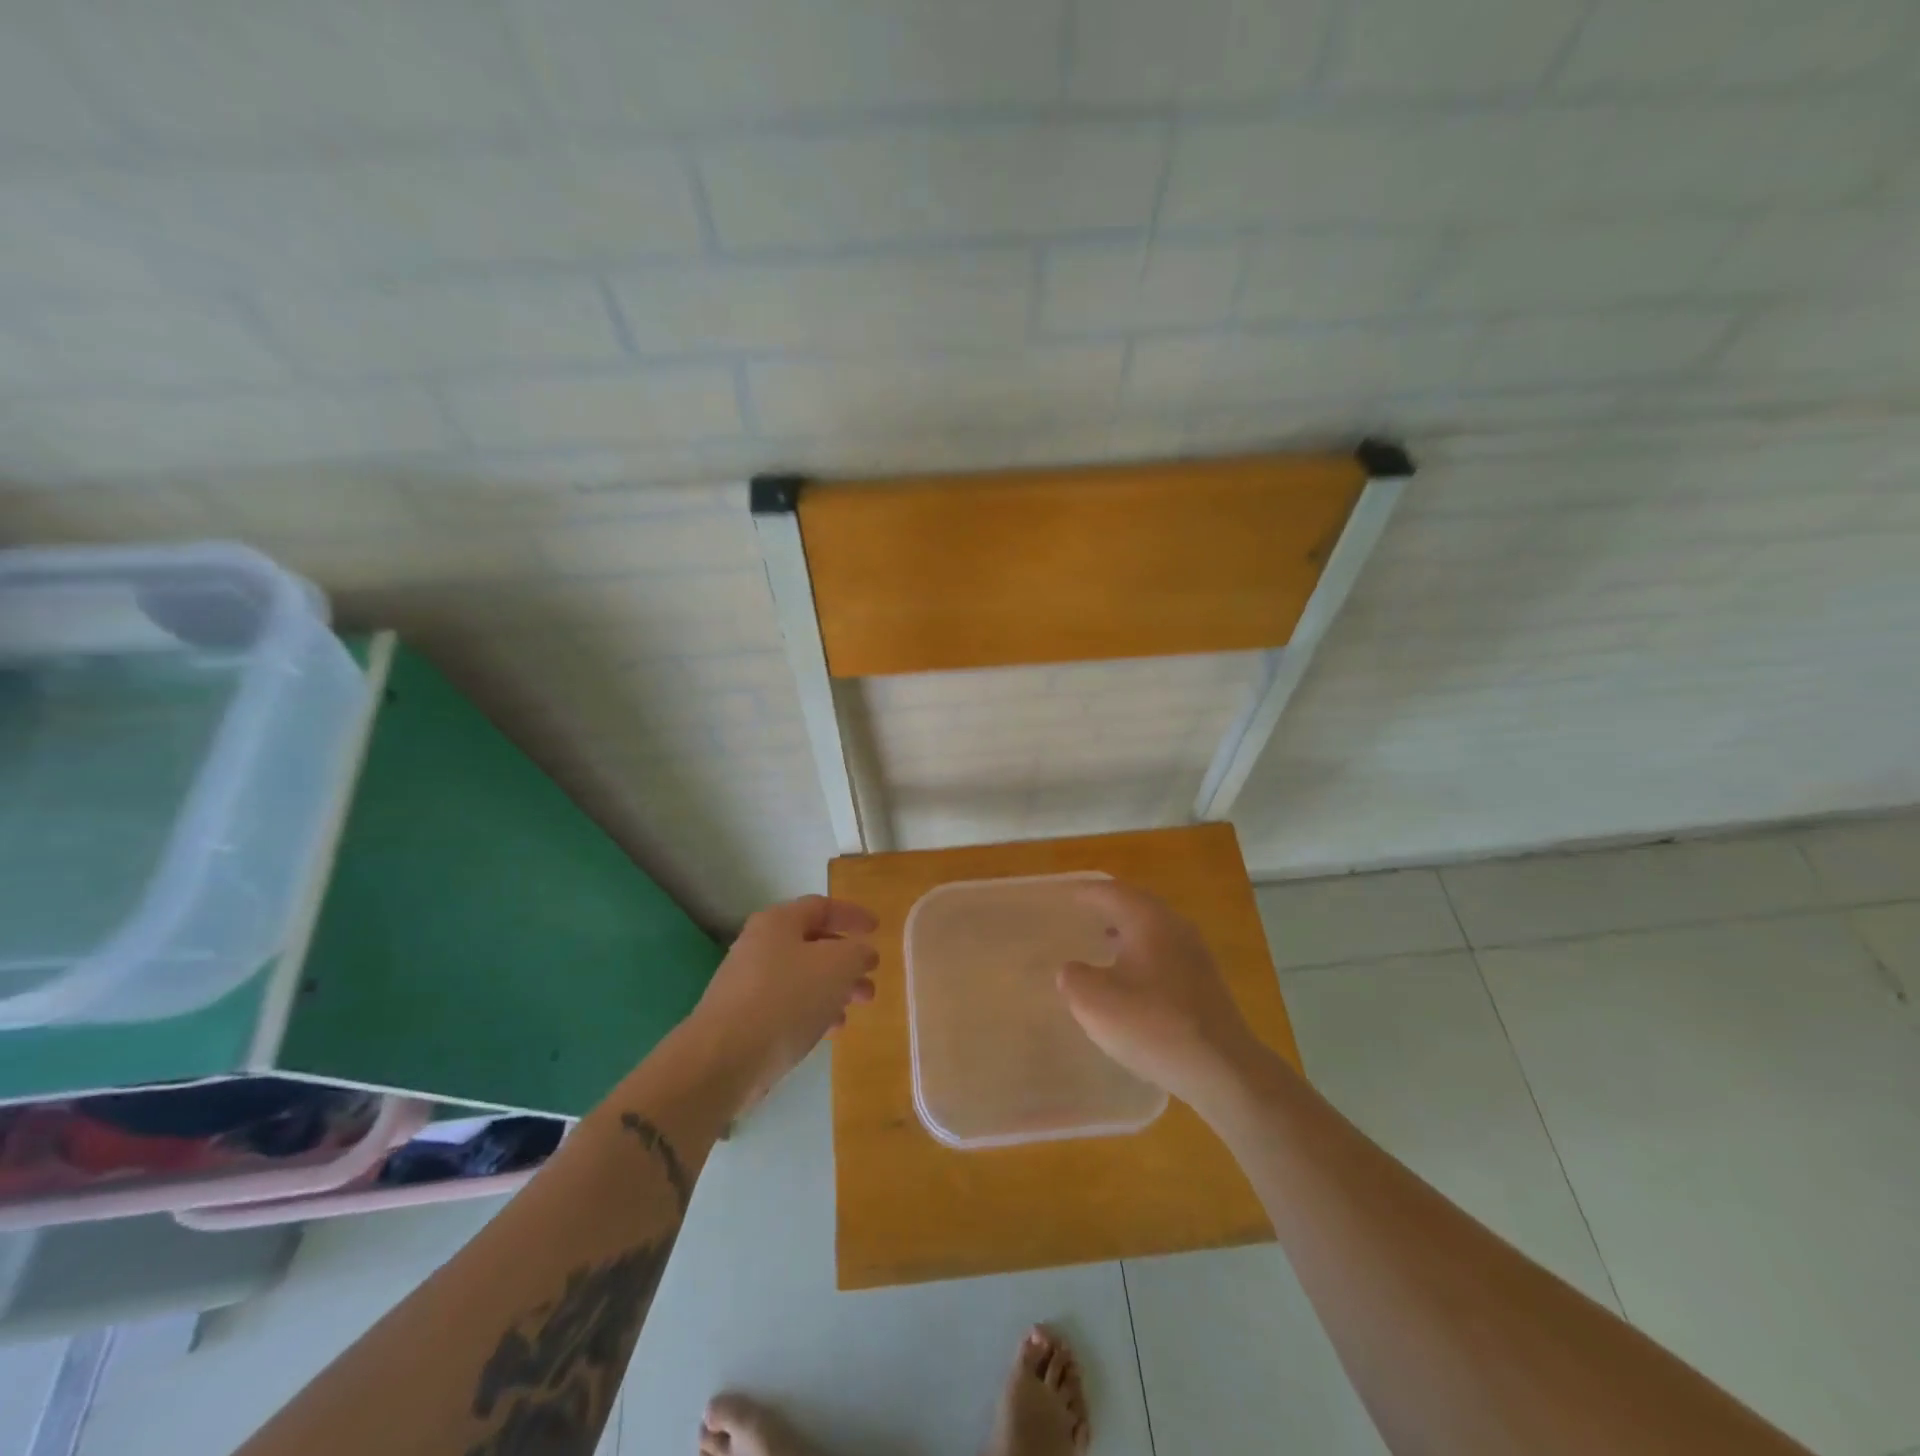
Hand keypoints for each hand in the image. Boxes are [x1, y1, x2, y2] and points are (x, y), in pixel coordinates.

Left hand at [690, 895, 877, 1108]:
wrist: (723, 1058)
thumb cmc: (786, 999)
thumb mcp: (837, 967)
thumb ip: (858, 953)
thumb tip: (863, 952)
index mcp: (779, 922)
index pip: (822, 907)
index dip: (852, 915)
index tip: (877, 929)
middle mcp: (760, 945)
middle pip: (813, 944)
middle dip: (848, 960)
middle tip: (872, 977)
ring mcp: (748, 982)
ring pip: (803, 976)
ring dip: (834, 988)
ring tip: (858, 1006)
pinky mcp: (743, 1017)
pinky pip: (788, 1004)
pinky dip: (814, 1010)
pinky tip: (831, 1029)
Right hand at [1057, 881, 1265, 1106]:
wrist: (1222, 1070)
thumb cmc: (1153, 1025)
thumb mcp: (1094, 1002)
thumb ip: (1073, 978)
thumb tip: (1073, 971)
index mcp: (1149, 920)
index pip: (1111, 892)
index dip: (1085, 892)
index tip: (1065, 895)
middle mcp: (1176, 927)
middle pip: (1136, 906)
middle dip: (1108, 908)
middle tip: (1082, 914)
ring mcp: (1196, 955)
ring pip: (1153, 932)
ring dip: (1126, 934)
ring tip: (1101, 943)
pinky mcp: (1205, 984)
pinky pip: (1165, 956)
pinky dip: (1142, 957)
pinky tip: (1129, 982)